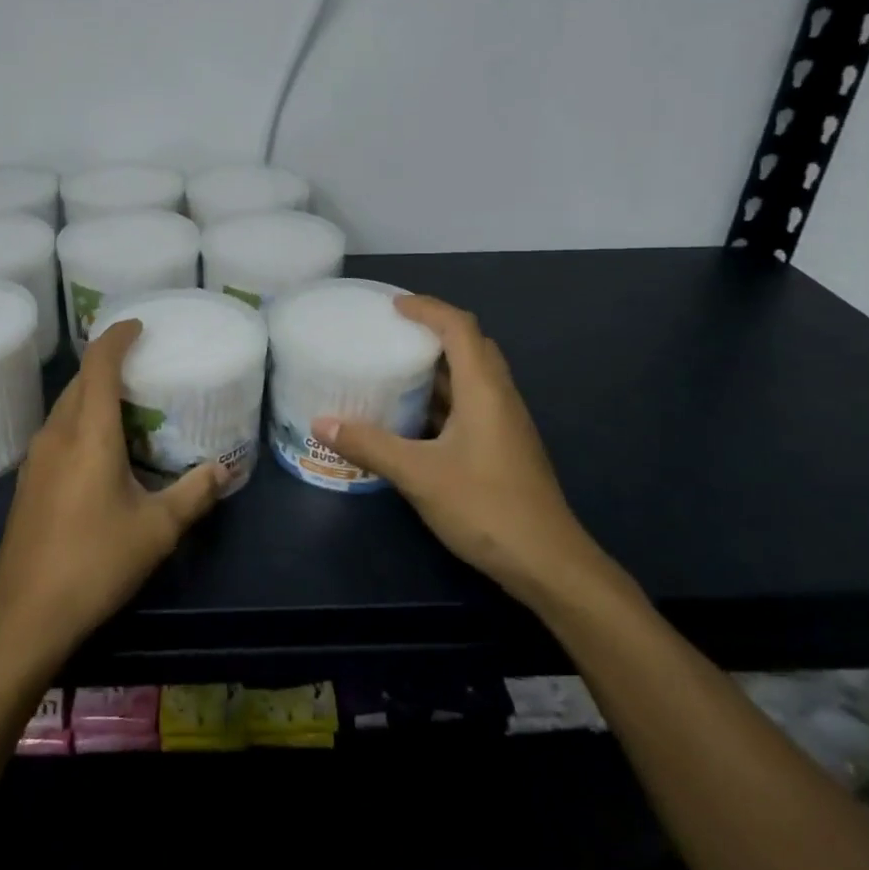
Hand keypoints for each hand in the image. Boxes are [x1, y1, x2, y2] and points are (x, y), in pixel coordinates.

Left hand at [0, 318, 226, 668]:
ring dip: (92, 393)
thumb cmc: (95, 563)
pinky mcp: (28, 481)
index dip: (116, 337)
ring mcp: (36, 458)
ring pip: (65, 406)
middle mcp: (57, 435)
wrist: (26, 613)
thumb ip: (192, 494)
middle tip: (142, 364)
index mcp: (88, 434)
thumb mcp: (156, 530)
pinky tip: (99, 447)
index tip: (138, 325)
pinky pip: (56, 431)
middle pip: (79, 381)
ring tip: (126, 402)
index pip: (99, 365)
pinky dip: (79, 420)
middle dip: (107, 363)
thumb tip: (223, 469)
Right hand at [312, 295, 611, 604]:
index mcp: (484, 390)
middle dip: (434, 332)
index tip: (392, 306)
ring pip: (473, 378)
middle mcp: (499, 398)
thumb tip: (321, 423)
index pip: (459, 327)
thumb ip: (369, 445)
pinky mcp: (504, 448)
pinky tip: (414, 419)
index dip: (428, 308)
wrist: (547, 563)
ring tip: (396, 368)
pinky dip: (443, 398)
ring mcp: (506, 424)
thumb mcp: (418, 474)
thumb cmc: (485, 507)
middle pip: (471, 346)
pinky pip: (472, 405)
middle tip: (393, 334)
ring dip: (439, 366)